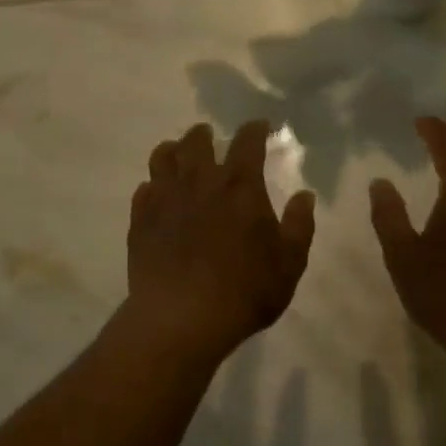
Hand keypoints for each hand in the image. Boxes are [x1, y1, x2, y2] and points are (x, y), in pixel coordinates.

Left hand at [126, 121, 316, 359]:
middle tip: (210, 137)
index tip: (258, 126)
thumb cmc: (245, 290)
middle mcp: (200, 181)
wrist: (182, 318)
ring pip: (163, 158)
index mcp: (240, 186)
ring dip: (173, 151)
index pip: (247, 142)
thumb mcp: (289, 263)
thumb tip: (305, 196)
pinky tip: (157, 196)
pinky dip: (152, 187)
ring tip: (177, 155)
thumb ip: (298, 225)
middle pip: (196, 141)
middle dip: (205, 134)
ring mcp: (165, 199)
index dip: (254, 130)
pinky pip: (143, 191)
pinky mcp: (140, 221)